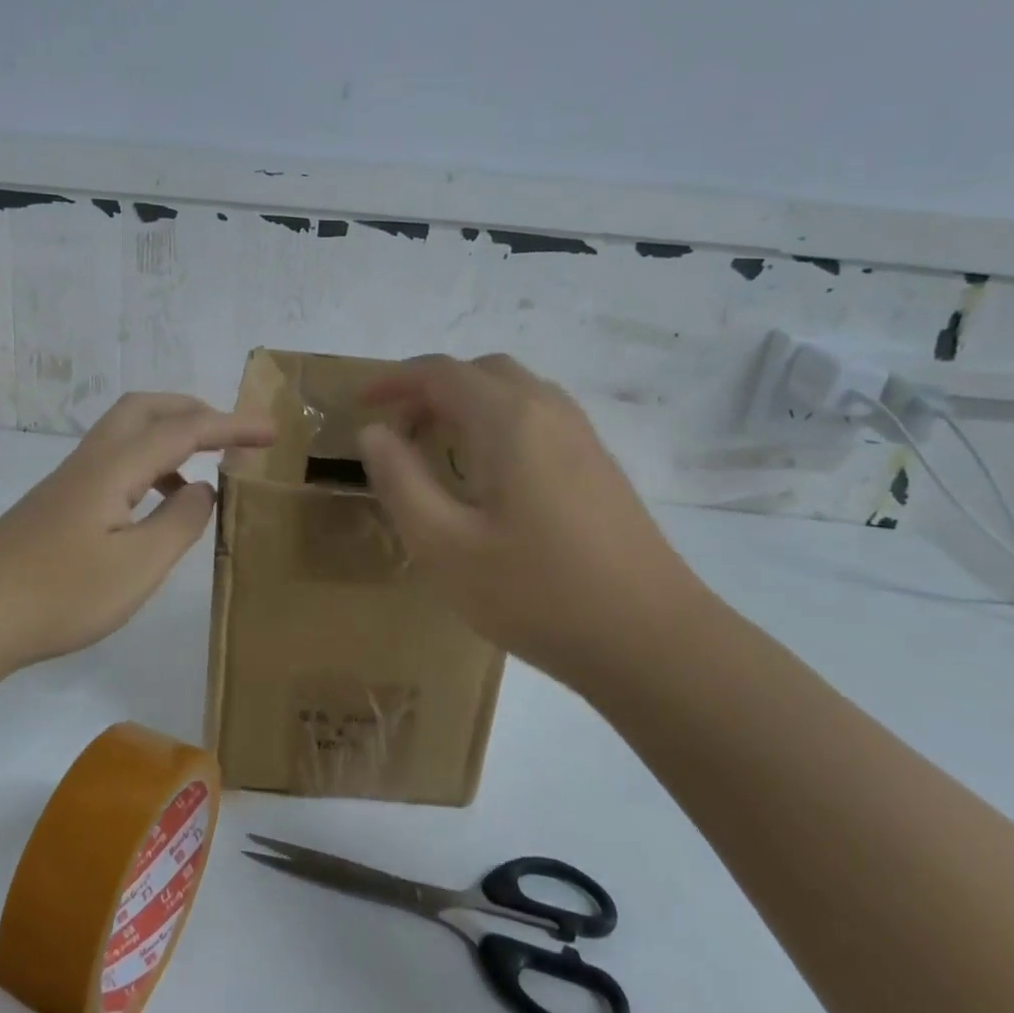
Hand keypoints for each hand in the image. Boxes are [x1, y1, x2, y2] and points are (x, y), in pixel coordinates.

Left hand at [0, 392, 274, 667]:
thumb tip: (202, 488)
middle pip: (147, 408)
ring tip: (201, 471)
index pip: (185, 430)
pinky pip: (115, 460)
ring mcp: (71, 479)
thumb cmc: (60, 593)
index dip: (231, 427)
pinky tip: (154, 505)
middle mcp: (93, 460)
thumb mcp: (137, 566)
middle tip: (230, 436)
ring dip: (169, 436)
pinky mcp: (59, 502)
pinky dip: (148, 464)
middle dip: (194, 410)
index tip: (271, 432)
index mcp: (116, 467)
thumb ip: (179, 522)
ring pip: (126, 432)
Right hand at [357, 354, 712, 683]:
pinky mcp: (598, 464)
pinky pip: (536, 416)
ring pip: (513, 391)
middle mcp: (548, 411)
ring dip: (465, 403)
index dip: (394, 380)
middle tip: (398, 429)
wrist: (653, 641)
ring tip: (436, 447)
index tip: (360, 403)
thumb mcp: (444, 545)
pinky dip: (496, 421)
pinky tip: (488, 473)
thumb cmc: (536, 592)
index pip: (440, 373)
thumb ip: (400, 480)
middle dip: (430, 389)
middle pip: (480, 372)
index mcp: (508, 420)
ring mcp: (581, 436)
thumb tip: (374, 433)